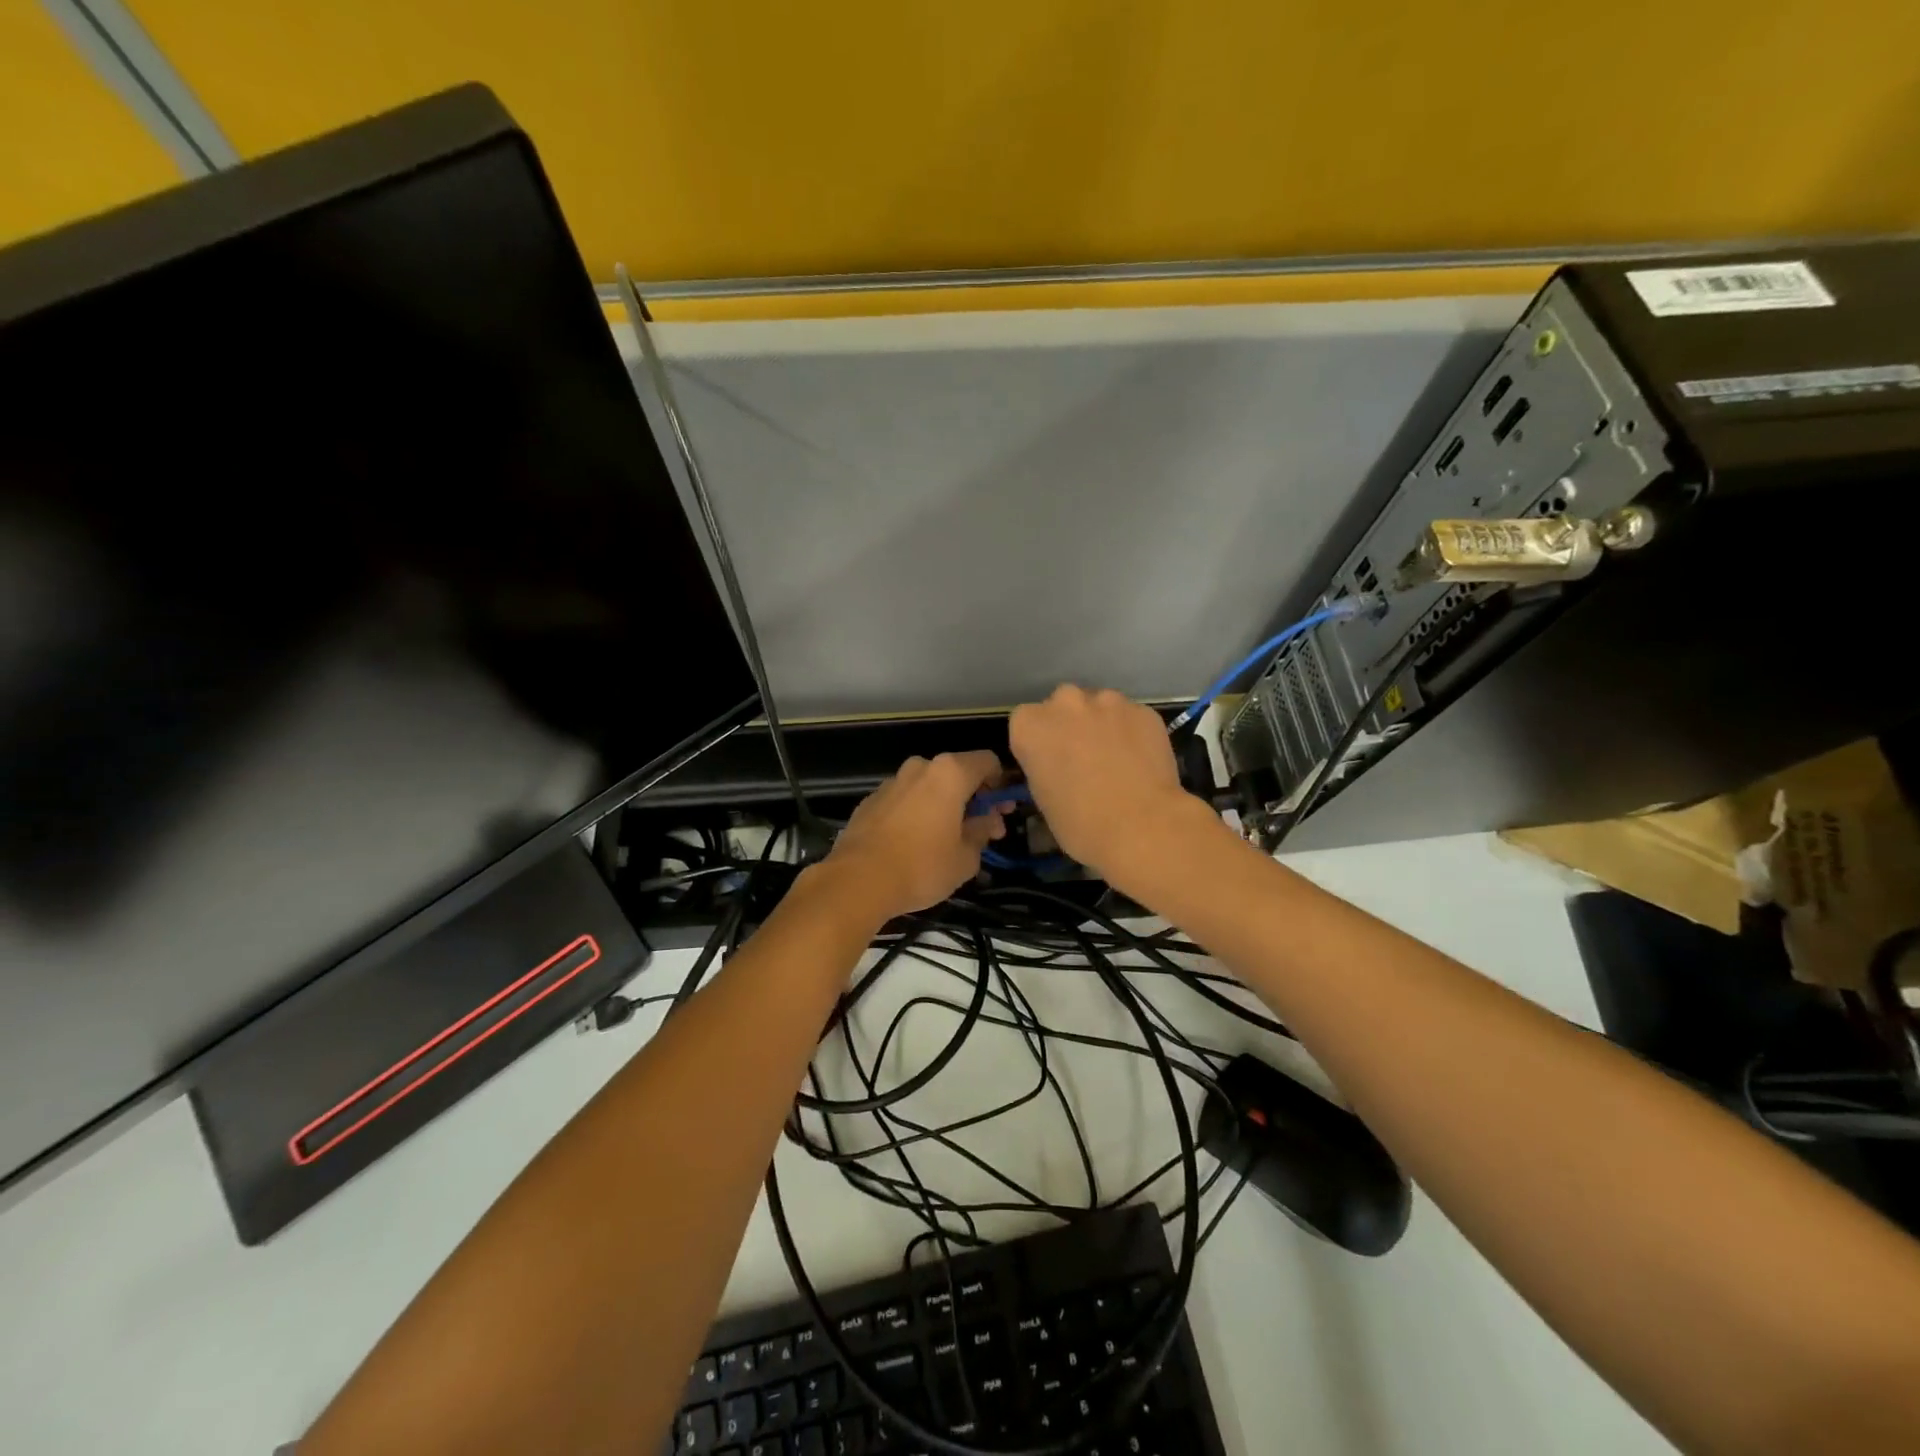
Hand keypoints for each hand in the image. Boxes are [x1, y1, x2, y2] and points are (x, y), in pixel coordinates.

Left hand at [820, 751, 1007, 923]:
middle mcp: (920, 767)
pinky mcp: (870, 800)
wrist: (857, 880)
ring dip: (942, 805)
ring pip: (928, 786)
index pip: (987, 761)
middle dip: (972, 797)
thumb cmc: (922, 866)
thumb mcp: (965, 858)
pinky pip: (904, 800)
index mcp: (949, 773)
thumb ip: (982, 833)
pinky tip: (913, 843)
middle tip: (979, 829)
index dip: (1000, 784)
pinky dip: (915, 813)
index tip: (1000, 810)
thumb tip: (988, 821)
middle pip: (956, 773)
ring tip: (945, 839)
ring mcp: (892, 782)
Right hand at [1009, 686, 1206, 879]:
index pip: (1026, 721)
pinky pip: (1131, 717)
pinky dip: (1132, 732)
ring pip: (1100, 705)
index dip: (1040, 742)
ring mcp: (1107, 701)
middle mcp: (1065, 702)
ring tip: (1117, 759)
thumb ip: (1044, 767)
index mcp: (1030, 726)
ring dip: (1102, 724)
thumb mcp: (1043, 798)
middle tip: (1084, 757)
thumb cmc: (1080, 824)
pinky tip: (1142, 760)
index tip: (1050, 762)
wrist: (1141, 827)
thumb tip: (1059, 765)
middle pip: (1062, 705)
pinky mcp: (1143, 710)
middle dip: (1070, 725)